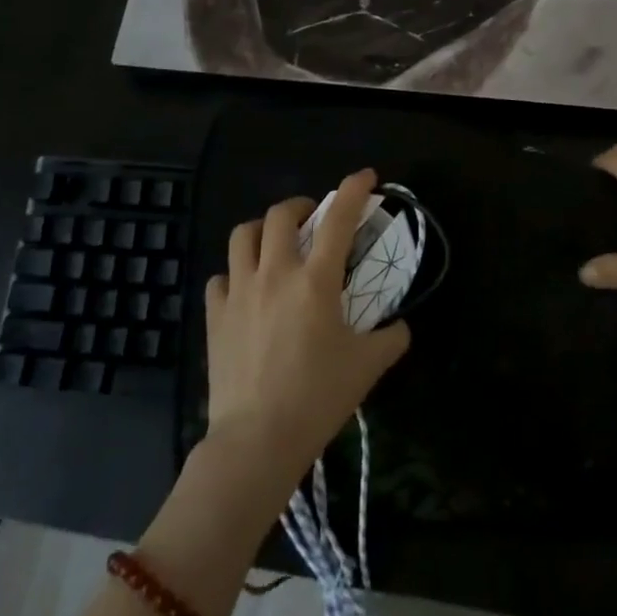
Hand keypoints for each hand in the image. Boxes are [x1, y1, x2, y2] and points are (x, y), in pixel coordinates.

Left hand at [203, 169, 410, 490]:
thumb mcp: (366, 368)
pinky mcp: (215, 316)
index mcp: (315, 280)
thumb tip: (401, 327)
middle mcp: (275, 273)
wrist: (257, 439)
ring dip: (261, 230)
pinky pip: (220, 278)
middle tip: (312, 219)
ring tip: (274, 245)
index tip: (365, 176)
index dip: (353, 189)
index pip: (338, 219)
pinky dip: (234, 274)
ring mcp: (240, 292)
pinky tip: (245, 290)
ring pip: (242, 235)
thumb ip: (390, 339)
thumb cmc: (317, 398)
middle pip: (281, 214)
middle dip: (300, 206)